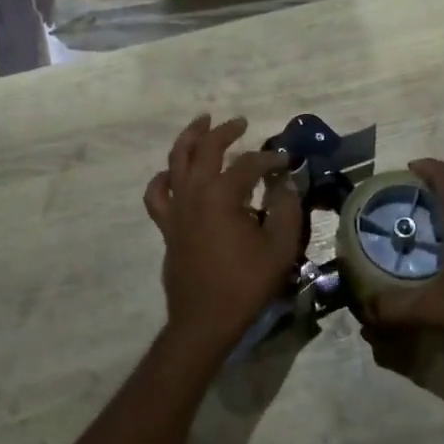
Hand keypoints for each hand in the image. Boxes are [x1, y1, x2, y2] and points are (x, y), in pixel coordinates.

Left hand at [144, 115, 301, 355]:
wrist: (205, 320)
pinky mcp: (166, 224)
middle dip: (225, 131)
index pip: (248, 164)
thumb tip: (285, 182)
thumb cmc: (245, 284)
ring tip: (202, 123)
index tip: (285, 162)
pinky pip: (157, 192)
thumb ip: (287, 209)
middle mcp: (194, 192)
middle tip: (241, 122)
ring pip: (175, 159)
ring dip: (190, 137)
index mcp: (222, 195)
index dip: (269, 159)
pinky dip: (163, 177)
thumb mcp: (280, 247)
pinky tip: (171, 172)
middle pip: (206, 149)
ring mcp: (175, 207)